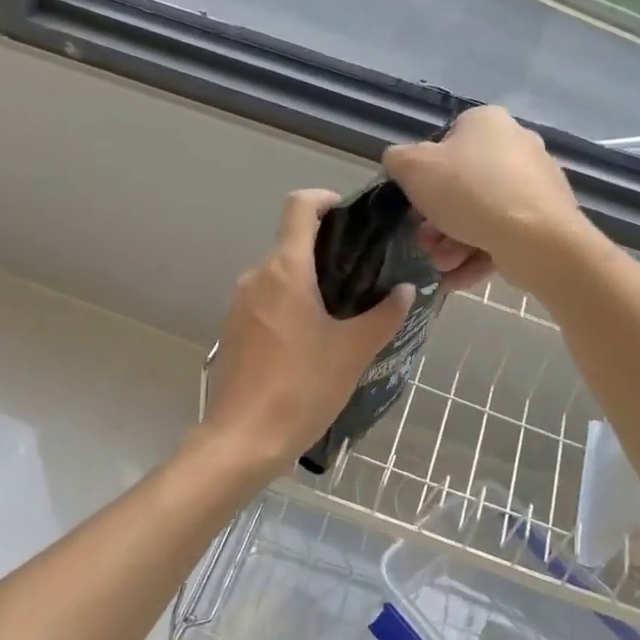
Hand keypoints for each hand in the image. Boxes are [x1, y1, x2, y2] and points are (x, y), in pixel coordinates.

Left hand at [199, 190, 413, 476]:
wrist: (244, 439)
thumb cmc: (303, 387)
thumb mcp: (354, 351)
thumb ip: (384, 315)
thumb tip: (406, 290)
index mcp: (285, 270)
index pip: (298, 206)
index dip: (324, 200)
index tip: (349, 216)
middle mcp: (256, 276)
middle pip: (291, 243)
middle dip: (326, 251)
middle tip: (362, 275)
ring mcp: (239, 303)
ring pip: (279, 275)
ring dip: (308, 282)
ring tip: (342, 311)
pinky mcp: (233, 330)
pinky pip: (266, 301)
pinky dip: (289, 305)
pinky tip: (311, 339)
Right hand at [384, 107, 593, 294]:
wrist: (535, 238)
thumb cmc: (468, 192)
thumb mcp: (413, 168)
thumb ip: (398, 160)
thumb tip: (400, 162)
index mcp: (486, 122)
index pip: (444, 144)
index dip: (423, 177)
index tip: (413, 207)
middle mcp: (516, 144)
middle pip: (463, 185)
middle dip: (437, 221)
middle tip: (424, 244)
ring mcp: (536, 182)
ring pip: (483, 213)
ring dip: (454, 243)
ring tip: (441, 267)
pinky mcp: (548, 218)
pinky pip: (504, 234)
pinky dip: (478, 255)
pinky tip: (456, 280)